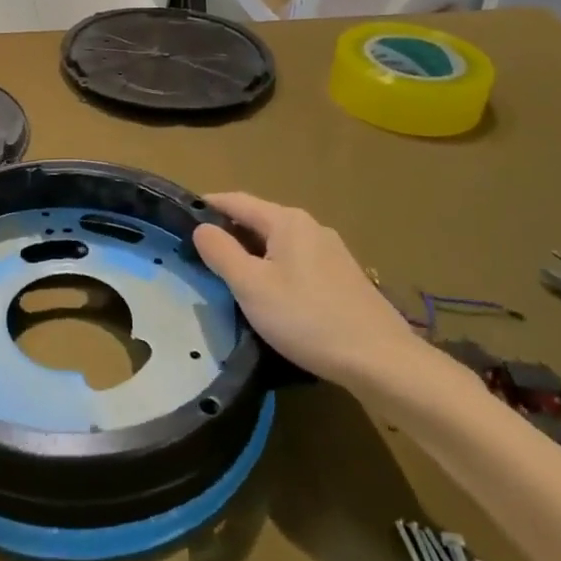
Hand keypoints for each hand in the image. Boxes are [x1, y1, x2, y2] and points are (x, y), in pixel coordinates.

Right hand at [193, 193, 424, 389]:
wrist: (380, 360)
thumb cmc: (307, 318)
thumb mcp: (251, 286)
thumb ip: (221, 252)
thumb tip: (202, 228)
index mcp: (287, 221)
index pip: (237, 201)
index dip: (208, 206)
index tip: (181, 217)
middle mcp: (311, 227)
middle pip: (259, 221)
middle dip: (229, 233)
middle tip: (200, 253)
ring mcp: (332, 251)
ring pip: (279, 244)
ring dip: (252, 254)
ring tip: (230, 276)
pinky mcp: (343, 277)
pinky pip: (297, 262)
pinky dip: (275, 269)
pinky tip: (271, 296)